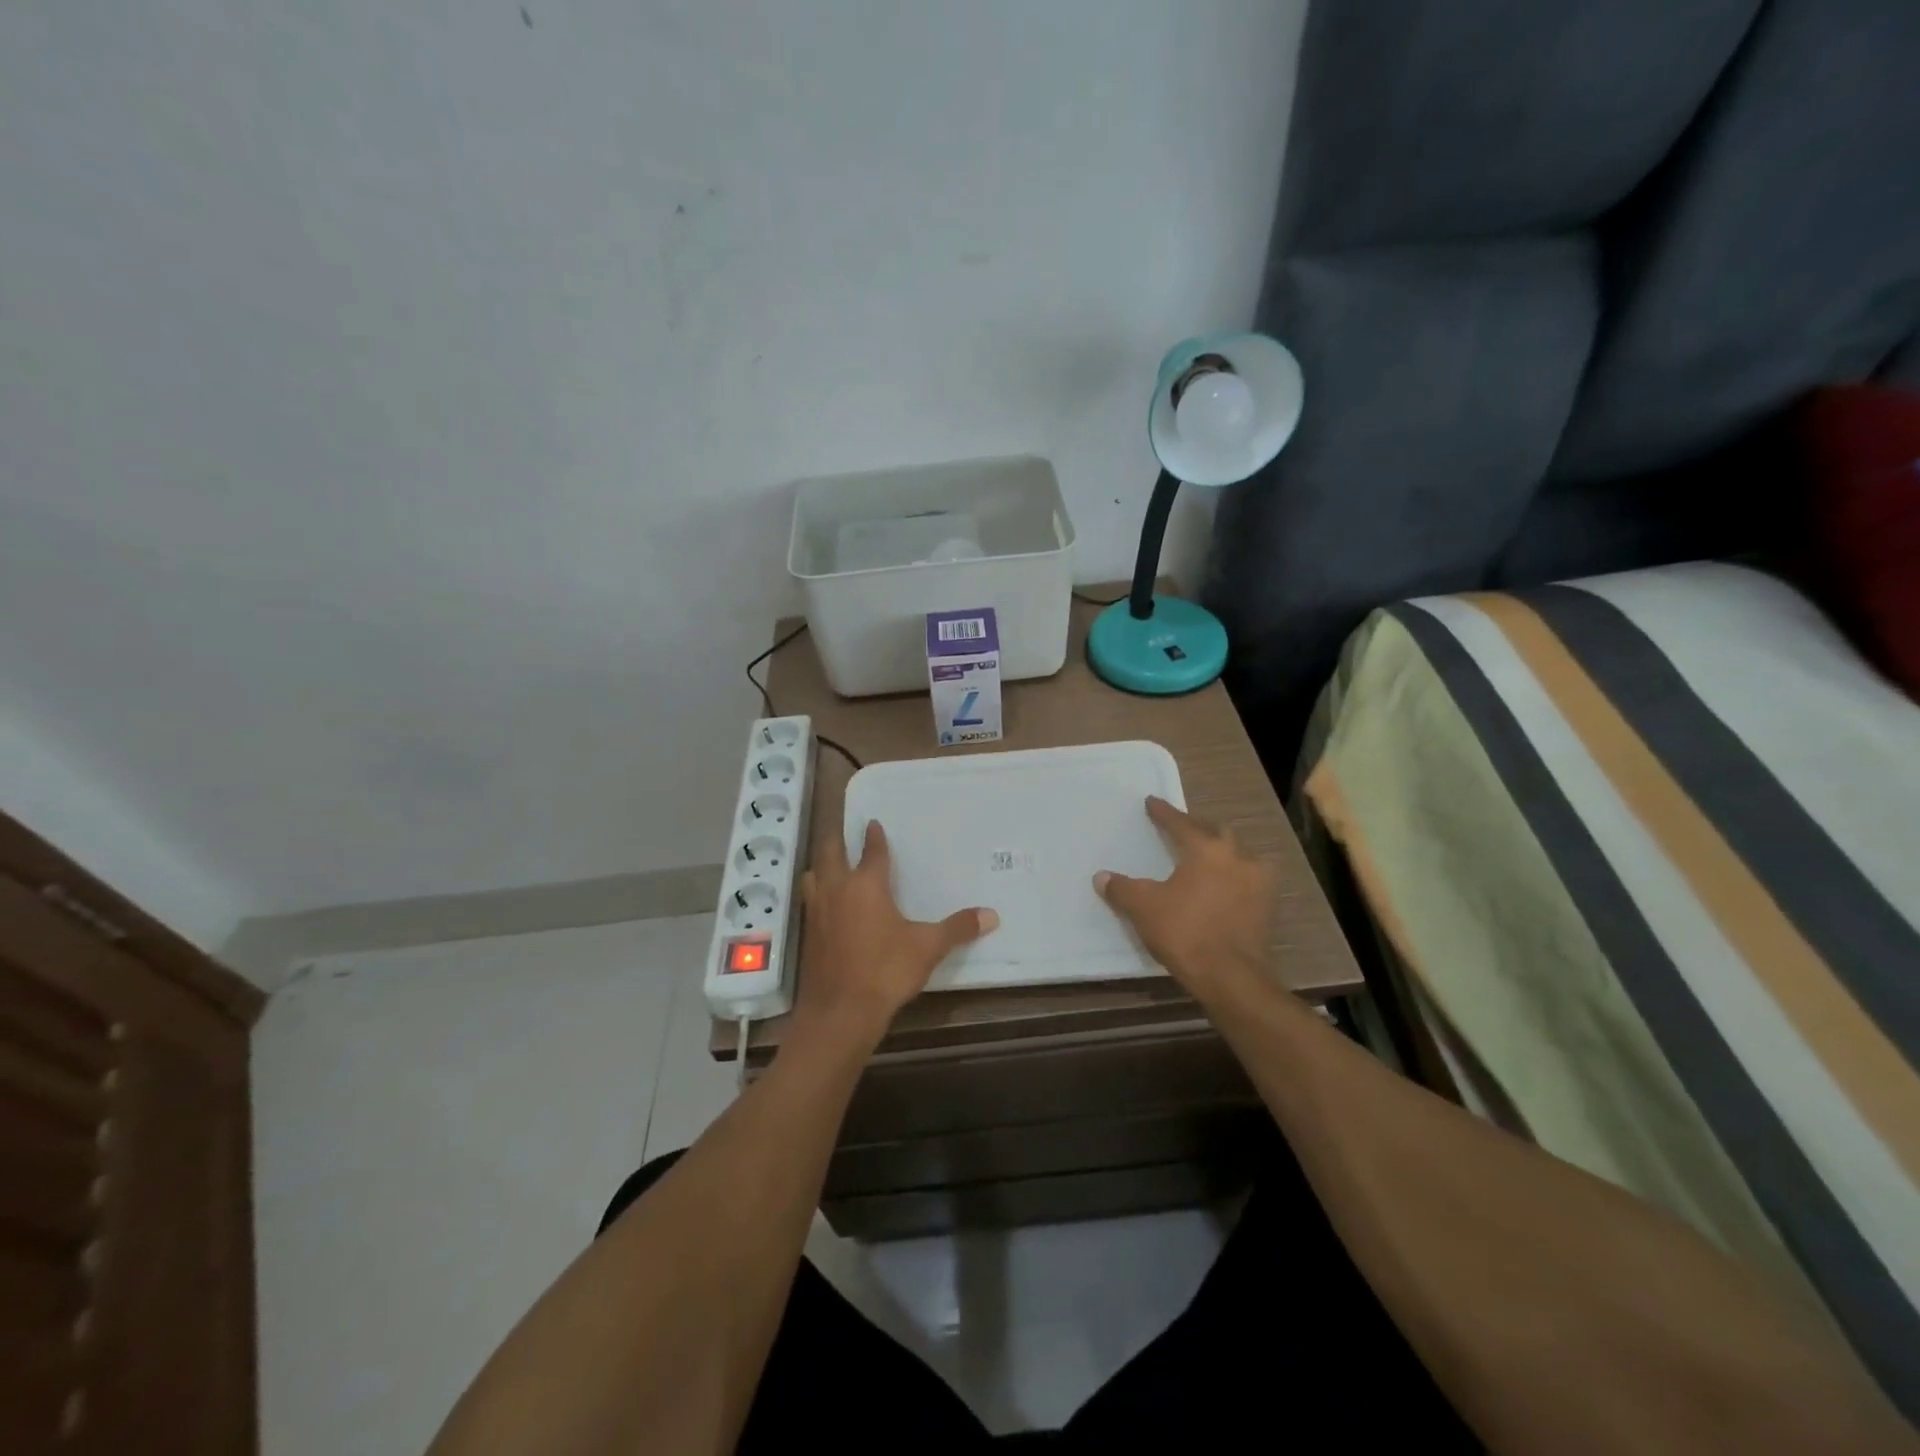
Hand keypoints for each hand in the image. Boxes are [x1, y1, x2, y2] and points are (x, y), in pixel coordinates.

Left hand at [796, 820, 998, 1050]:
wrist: (840, 1012)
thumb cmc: (885, 971)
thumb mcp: (927, 948)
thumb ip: (957, 928)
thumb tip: (992, 914)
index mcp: (867, 884)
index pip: (871, 851)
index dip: (874, 836)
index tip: (874, 823)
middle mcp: (838, 889)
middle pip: (831, 853)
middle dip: (837, 839)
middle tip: (842, 828)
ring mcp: (817, 911)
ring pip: (814, 875)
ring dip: (821, 865)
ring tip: (829, 863)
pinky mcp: (808, 934)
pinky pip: (810, 901)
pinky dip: (816, 893)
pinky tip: (825, 905)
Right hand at [1094, 796, 1274, 1005]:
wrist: (1230, 977)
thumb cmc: (1185, 932)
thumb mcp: (1144, 908)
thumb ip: (1122, 889)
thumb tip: (1102, 877)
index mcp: (1207, 850)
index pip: (1181, 823)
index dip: (1164, 813)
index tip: (1151, 802)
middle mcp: (1238, 858)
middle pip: (1216, 833)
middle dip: (1198, 828)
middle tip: (1181, 829)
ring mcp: (1258, 883)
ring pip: (1238, 856)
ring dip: (1222, 853)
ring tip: (1205, 859)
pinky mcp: (1267, 909)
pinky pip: (1247, 882)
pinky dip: (1233, 879)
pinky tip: (1221, 888)